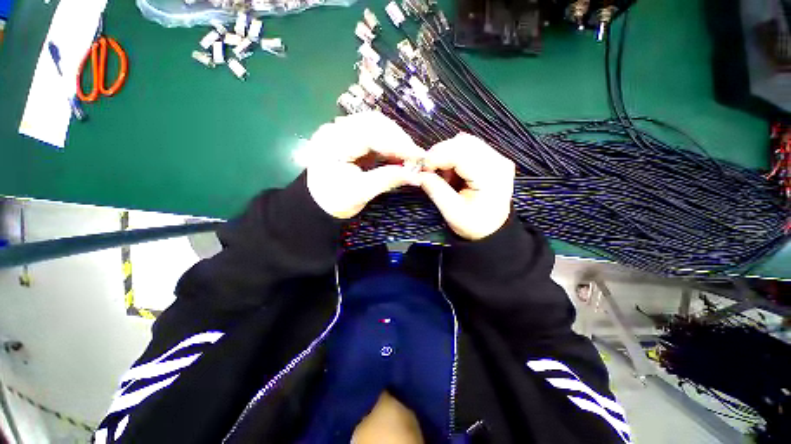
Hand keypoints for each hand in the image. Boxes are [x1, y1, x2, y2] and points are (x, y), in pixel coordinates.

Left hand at [305, 112, 425, 218]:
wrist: (319, 203)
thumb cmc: (335, 201)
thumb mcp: (361, 193)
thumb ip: (388, 180)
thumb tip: (417, 175)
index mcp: (332, 143)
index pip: (370, 134)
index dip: (397, 144)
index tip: (419, 156)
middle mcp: (335, 129)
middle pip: (374, 123)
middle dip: (398, 139)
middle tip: (416, 156)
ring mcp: (342, 130)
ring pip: (376, 125)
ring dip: (396, 139)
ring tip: (410, 155)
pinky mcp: (350, 136)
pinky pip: (374, 133)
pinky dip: (389, 142)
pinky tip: (399, 153)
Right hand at [418, 133, 514, 240]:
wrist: (492, 229)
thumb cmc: (473, 225)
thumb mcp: (452, 212)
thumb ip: (435, 190)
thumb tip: (419, 173)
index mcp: (491, 177)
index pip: (461, 153)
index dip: (437, 156)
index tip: (422, 167)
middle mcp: (498, 162)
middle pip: (464, 142)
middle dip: (441, 153)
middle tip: (428, 170)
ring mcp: (498, 158)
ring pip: (465, 142)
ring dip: (447, 154)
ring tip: (442, 174)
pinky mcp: (493, 158)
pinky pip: (469, 148)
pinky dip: (454, 156)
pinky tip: (451, 172)